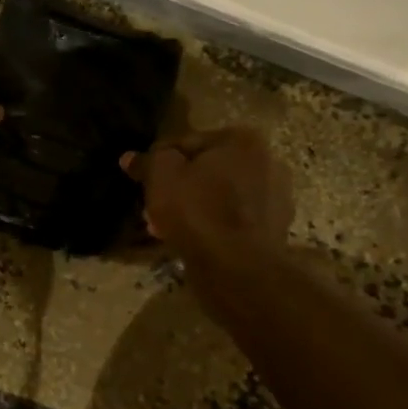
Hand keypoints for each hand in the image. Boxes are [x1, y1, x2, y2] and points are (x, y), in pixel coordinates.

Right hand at [126, 127, 294, 262]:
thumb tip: (130, 158)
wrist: (237, 268)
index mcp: (243, 140)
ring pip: (221, 197)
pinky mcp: (275, 231)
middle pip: (209, 170)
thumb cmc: (198, 210)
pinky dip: (214, 227)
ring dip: (196, 207)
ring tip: (166, 227)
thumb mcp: (160, 176)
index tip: (144, 179)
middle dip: (180, 186)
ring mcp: (277, 199)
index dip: (160, 160)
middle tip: (154, 205)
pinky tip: (191, 240)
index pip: (189, 142)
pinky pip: (234, 221)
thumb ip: (147, 161)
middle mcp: (269, 162)